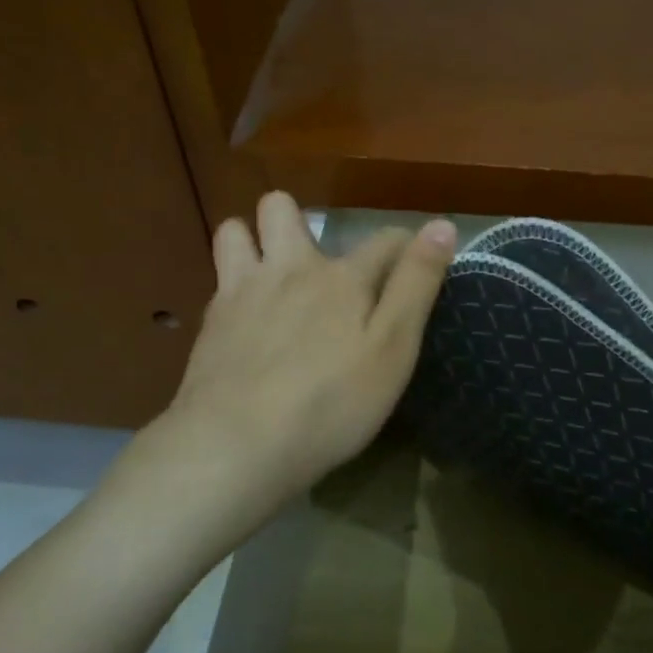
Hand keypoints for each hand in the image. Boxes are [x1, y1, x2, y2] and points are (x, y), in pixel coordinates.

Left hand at [153, 192, 455, 523]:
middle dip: (300, 221)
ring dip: (252, 240)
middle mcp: (289, 269)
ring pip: (235, 232)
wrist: (237, 443)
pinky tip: (246, 320)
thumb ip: (416, 285)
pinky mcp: (211, 323)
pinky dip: (234, 286)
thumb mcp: (394, 349)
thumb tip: (441, 224)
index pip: (384, 240)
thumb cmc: (332, 403)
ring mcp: (242, 292)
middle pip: (283, 209)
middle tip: (317, 265)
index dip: (406, 244)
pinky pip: (219, 281)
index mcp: (342, 278)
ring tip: (270, 276)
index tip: (416, 260)